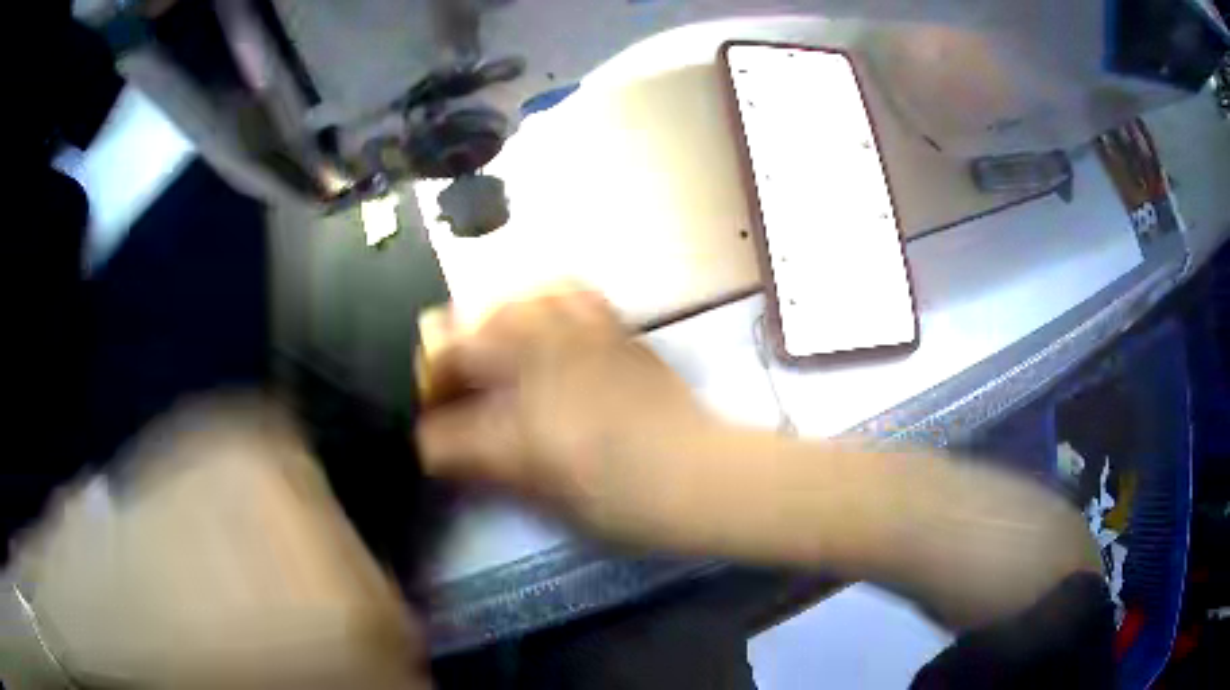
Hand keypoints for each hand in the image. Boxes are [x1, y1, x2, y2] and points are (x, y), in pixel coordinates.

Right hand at [415, 290, 719, 545]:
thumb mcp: (553, 502)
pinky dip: (538, 300)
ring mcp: (576, 342)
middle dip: (440, 364)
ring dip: (482, 325)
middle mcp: (539, 374)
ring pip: (505, 308)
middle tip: (445, 384)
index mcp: (521, 432)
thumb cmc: (629, 504)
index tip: (429, 440)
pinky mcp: (611, 329)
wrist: (701, 474)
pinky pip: (563, 292)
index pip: (444, 431)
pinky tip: (536, 317)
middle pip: (460, 344)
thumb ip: (493, 471)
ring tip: (485, 346)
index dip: (430, 438)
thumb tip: (450, 452)